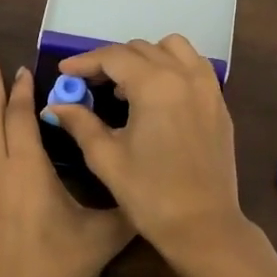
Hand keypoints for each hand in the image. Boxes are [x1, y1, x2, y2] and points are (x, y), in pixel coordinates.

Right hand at [44, 36, 276, 276]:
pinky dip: (171, 68)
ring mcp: (208, 88)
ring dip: (145, 58)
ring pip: (173, 49)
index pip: (114, 57)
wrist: (204, 226)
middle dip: (111, 61)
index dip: (85, 62)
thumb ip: (80, 123)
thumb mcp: (107, 158)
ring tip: (126, 87)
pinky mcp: (219, 104)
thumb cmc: (150, 195)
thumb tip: (56, 105)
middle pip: (141, 49)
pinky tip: (156, 96)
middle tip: (89, 84)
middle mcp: (185, 76)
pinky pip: (194, 67)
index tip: (64, 73)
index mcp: (155, 86)